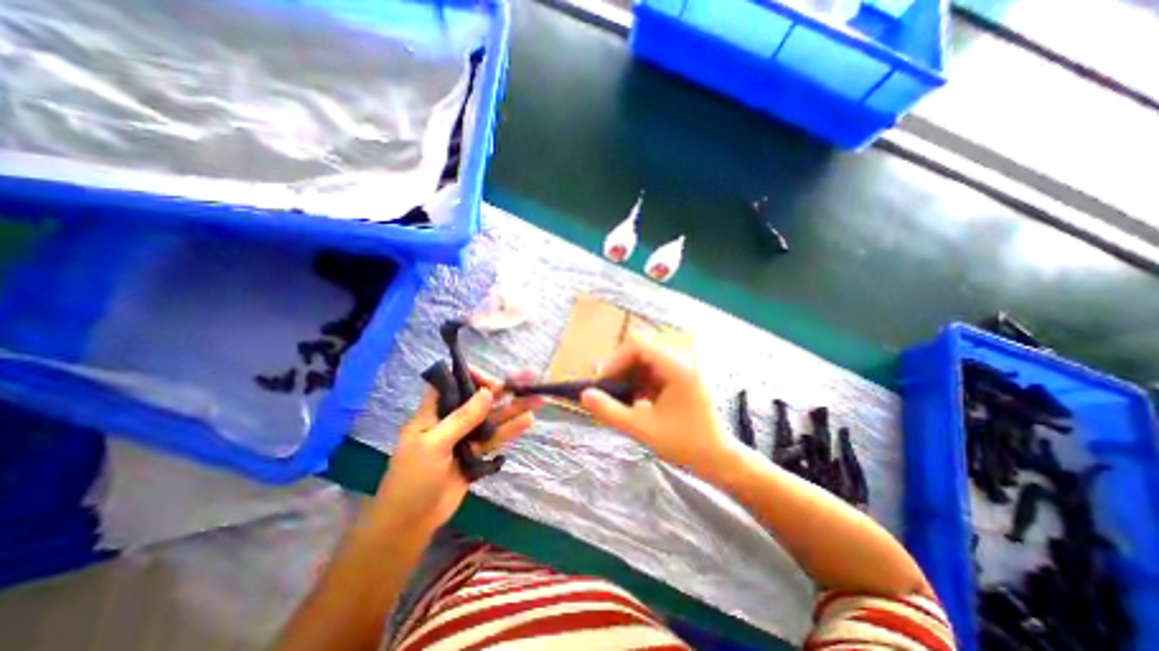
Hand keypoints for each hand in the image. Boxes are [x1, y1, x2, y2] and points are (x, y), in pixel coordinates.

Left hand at [376, 369, 547, 535]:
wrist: (410, 524)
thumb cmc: (413, 480)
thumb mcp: (434, 445)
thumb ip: (462, 418)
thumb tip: (488, 392)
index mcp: (433, 413)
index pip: (451, 383)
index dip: (471, 377)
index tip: (492, 384)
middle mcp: (451, 420)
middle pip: (479, 400)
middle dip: (503, 391)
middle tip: (528, 383)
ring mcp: (465, 438)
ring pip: (492, 418)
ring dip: (514, 409)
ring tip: (538, 400)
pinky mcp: (476, 454)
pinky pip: (495, 438)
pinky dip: (511, 429)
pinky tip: (528, 421)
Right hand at [576, 330, 730, 478]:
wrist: (719, 458)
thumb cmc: (685, 445)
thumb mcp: (642, 430)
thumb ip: (610, 411)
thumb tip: (584, 395)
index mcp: (677, 367)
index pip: (638, 344)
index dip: (615, 358)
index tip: (602, 381)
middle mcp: (682, 359)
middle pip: (641, 348)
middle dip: (620, 366)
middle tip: (607, 389)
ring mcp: (684, 366)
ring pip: (646, 357)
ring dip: (629, 373)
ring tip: (621, 396)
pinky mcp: (682, 374)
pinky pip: (654, 367)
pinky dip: (640, 379)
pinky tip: (637, 399)